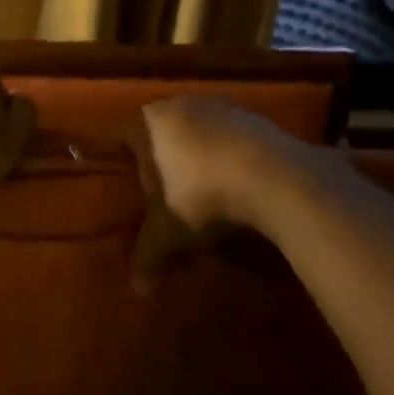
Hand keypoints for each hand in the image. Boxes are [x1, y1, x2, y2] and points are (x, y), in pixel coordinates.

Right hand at [128, 98, 308, 287]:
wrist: (275, 177)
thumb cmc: (202, 196)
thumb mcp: (168, 233)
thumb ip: (148, 256)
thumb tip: (139, 290)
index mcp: (149, 122)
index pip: (120, 137)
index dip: (118, 162)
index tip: (122, 186)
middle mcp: (181, 104)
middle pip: (161, 135)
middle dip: (161, 165)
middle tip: (162, 198)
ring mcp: (222, 107)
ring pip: (198, 135)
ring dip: (198, 162)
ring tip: (204, 197)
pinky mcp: (256, 118)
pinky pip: (231, 141)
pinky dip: (229, 161)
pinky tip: (238, 189)